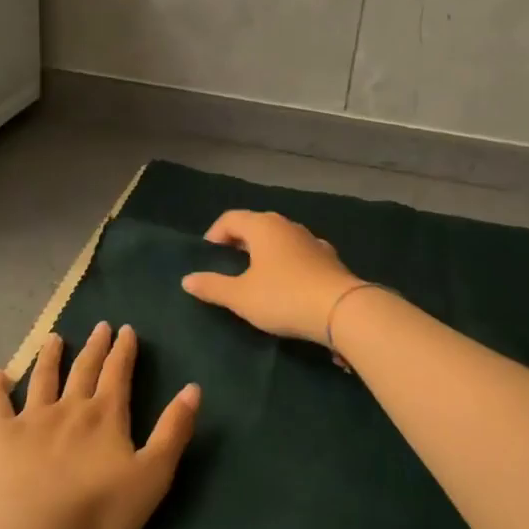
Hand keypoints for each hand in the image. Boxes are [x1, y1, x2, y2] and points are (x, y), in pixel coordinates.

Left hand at [0, 321, 199, 528]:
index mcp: (106, 416)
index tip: (126, 329)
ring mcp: (31, 421)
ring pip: (43, 379)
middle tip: (100, 326)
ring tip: (55, 339)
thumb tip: (193, 388)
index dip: (124, 351)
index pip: (118, 373)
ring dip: (50, 357)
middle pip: (84, 369)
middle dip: (95, 347)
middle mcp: (70, 408)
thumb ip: (173, 431)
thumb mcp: (152, 475)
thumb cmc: (98, 513)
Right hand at [180, 210, 360, 342]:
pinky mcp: (329, 258)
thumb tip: (187, 279)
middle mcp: (288, 225)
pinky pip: (299, 253)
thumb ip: (212, 286)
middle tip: (227, 262)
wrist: (341, 310)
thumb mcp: (241, 296)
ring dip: (265, 251)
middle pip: (256, 224)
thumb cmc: (283, 297)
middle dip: (239, 240)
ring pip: (280, 238)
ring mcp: (312, 240)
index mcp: (263, 226)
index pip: (230, 218)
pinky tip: (287, 281)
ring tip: (255, 273)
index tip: (207, 254)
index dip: (214, 233)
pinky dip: (287, 261)